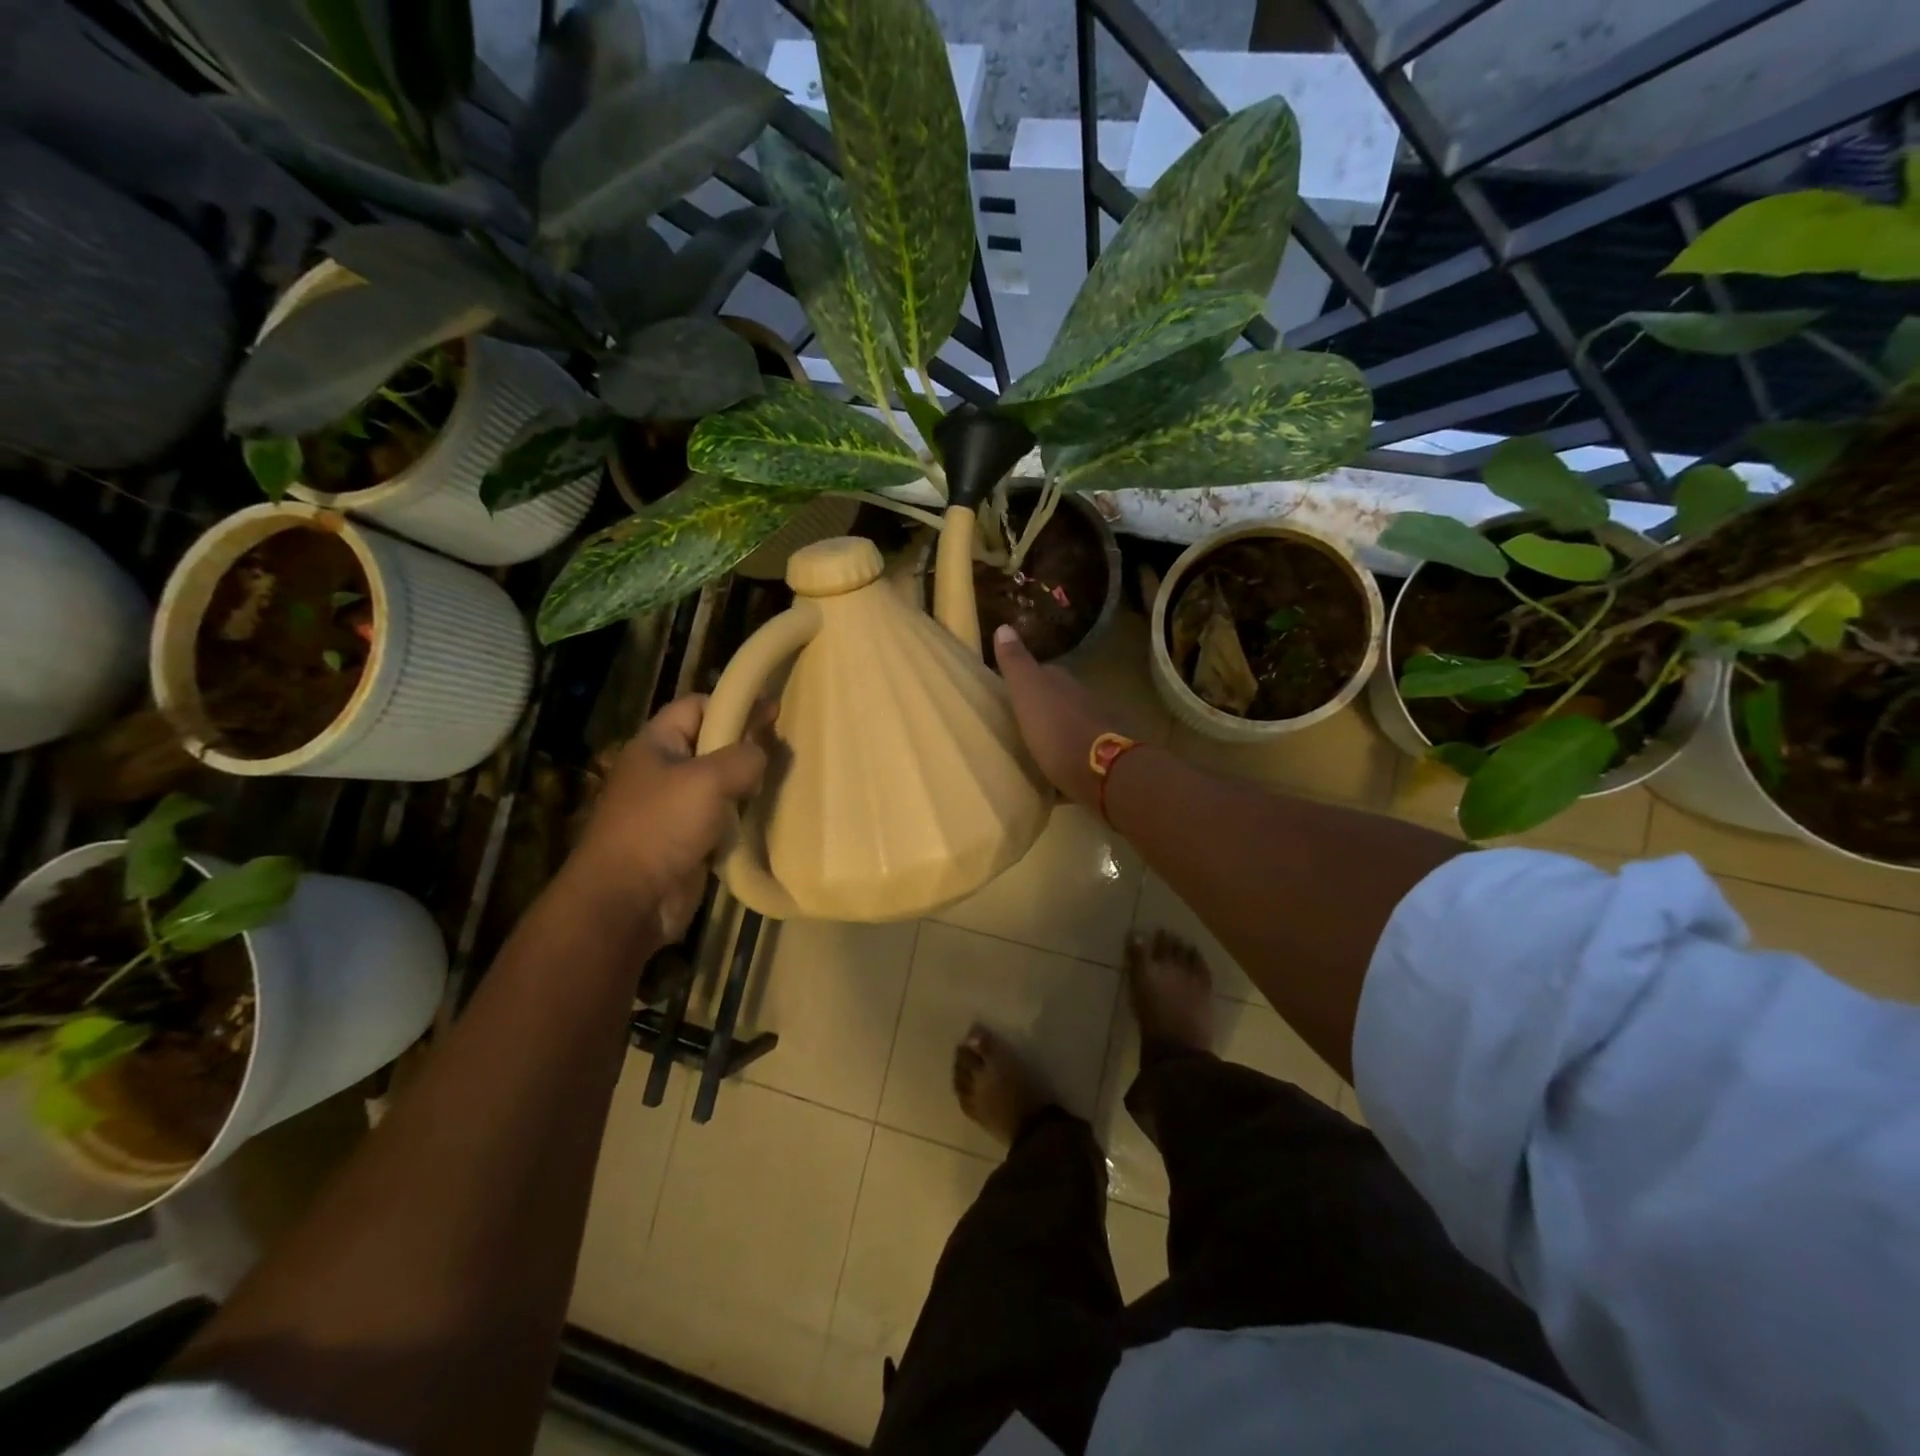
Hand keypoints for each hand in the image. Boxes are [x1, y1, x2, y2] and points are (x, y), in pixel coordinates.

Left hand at [566, 695, 771, 941]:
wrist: (628, 899)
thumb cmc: (662, 826)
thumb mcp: (708, 779)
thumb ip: (743, 756)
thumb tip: (762, 752)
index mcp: (657, 743)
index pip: (697, 706)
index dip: (734, 704)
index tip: (774, 711)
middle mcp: (664, 770)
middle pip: (712, 744)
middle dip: (747, 744)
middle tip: (785, 748)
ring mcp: (674, 807)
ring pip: (720, 783)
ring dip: (748, 783)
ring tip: (783, 780)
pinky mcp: (688, 840)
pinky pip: (722, 817)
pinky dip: (743, 815)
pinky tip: (767, 815)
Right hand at [993, 624, 1133, 808]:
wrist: (1101, 770)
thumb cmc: (1056, 729)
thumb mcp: (1027, 693)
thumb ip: (1016, 664)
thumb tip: (1004, 627)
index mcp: (1063, 683)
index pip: (1045, 672)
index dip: (1029, 679)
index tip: (1013, 689)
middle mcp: (1084, 699)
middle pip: (1061, 697)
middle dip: (1045, 705)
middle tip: (1024, 718)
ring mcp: (1098, 727)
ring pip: (1073, 722)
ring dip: (1059, 729)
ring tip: (1039, 744)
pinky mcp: (1105, 756)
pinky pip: (1081, 749)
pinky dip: (1070, 753)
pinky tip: (1059, 767)